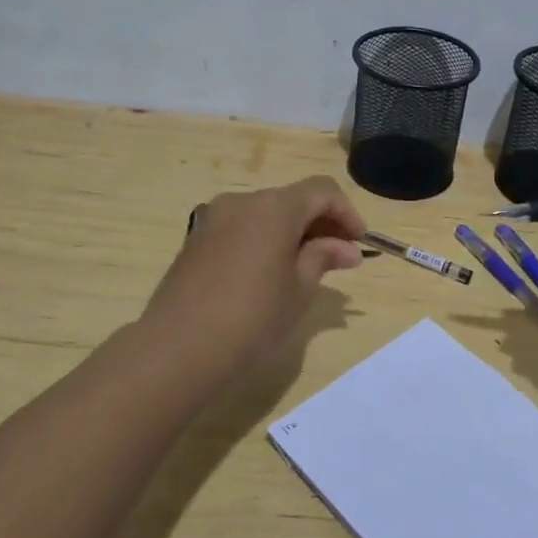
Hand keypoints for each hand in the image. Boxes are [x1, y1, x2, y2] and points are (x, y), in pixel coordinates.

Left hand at [145, 176, 365, 377]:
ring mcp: (214, 218)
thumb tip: (346, 248)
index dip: (347, 213)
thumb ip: (324, 257)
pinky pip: (242, 228)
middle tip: (339, 259)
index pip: (322, 191)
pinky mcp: (196, 239)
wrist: (179, 346)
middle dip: (321, 223)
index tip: (358, 243)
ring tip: (306, 269)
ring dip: (292, 232)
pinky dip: (264, 240)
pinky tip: (269, 273)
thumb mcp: (300, 288)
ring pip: (266, 213)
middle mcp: (243, 200)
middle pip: (293, 199)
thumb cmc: (253, 316)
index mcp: (275, 206)